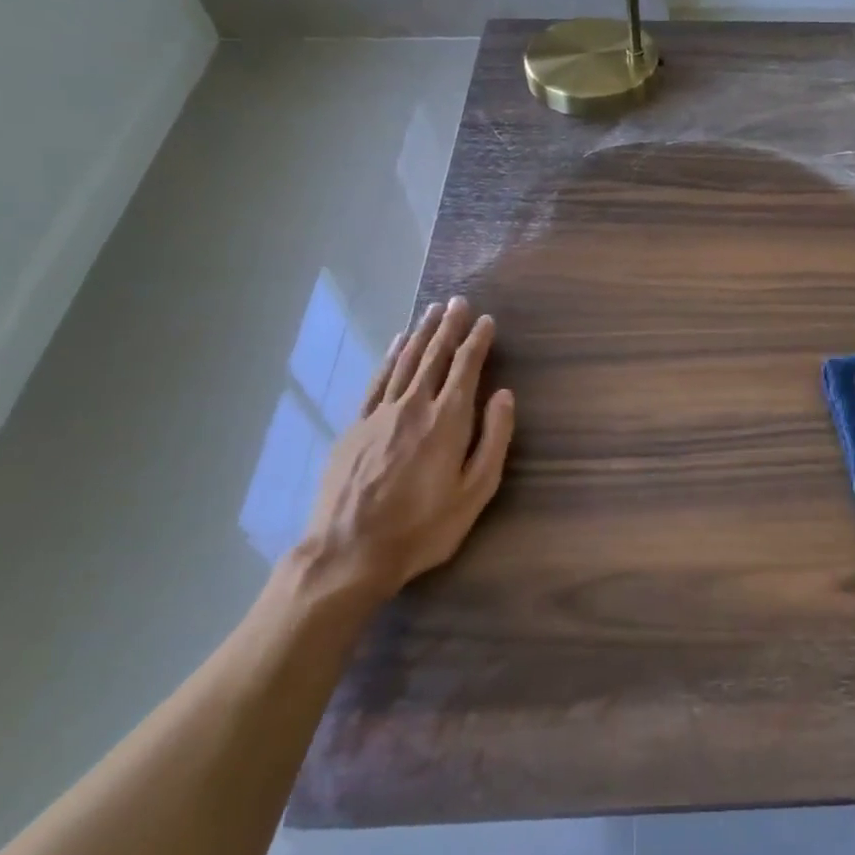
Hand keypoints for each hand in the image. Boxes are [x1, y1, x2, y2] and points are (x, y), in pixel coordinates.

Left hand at [289, 297, 514, 610]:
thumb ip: (494, 439)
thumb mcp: (475, 491)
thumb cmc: (423, 527)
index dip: (477, 341)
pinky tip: (397, 343)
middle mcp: (413, 406)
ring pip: (405, 362)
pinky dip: (389, 357)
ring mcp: (379, 414)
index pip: (466, 368)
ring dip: (420, 334)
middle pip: (433, 356)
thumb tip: (505, 395)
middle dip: (448, 327)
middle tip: (458, 302)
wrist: (349, 552)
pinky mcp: (355, 426)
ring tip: (432, 311)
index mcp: (447, 421)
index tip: (486, 320)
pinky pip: (377, 381)